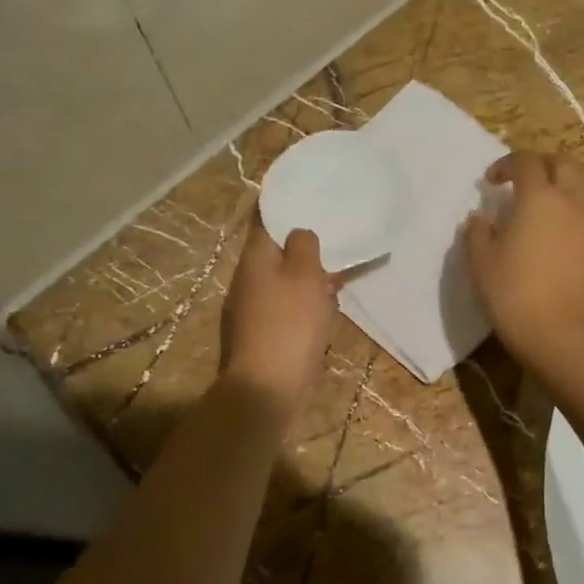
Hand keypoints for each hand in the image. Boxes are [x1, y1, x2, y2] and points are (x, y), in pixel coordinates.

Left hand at [220, 219, 337, 413]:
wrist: (267, 390)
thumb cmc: (289, 324)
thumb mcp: (304, 275)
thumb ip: (303, 246)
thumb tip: (299, 234)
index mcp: (254, 259)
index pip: (263, 219)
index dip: (282, 204)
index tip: (308, 194)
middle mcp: (246, 281)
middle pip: (274, 252)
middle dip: (300, 244)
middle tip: (333, 235)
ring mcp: (250, 311)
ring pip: (282, 281)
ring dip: (306, 276)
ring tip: (337, 272)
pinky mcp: (261, 336)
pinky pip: (285, 308)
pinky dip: (304, 302)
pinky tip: (326, 309)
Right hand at [462, 152, 583, 360]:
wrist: (561, 332)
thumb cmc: (513, 293)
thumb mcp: (481, 262)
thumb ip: (477, 233)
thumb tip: (479, 218)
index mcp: (539, 198)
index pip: (526, 162)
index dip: (507, 165)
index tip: (492, 182)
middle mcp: (573, 201)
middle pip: (564, 164)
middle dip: (542, 166)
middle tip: (524, 183)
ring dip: (566, 186)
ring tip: (549, 206)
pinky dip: (578, 214)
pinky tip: (564, 236)